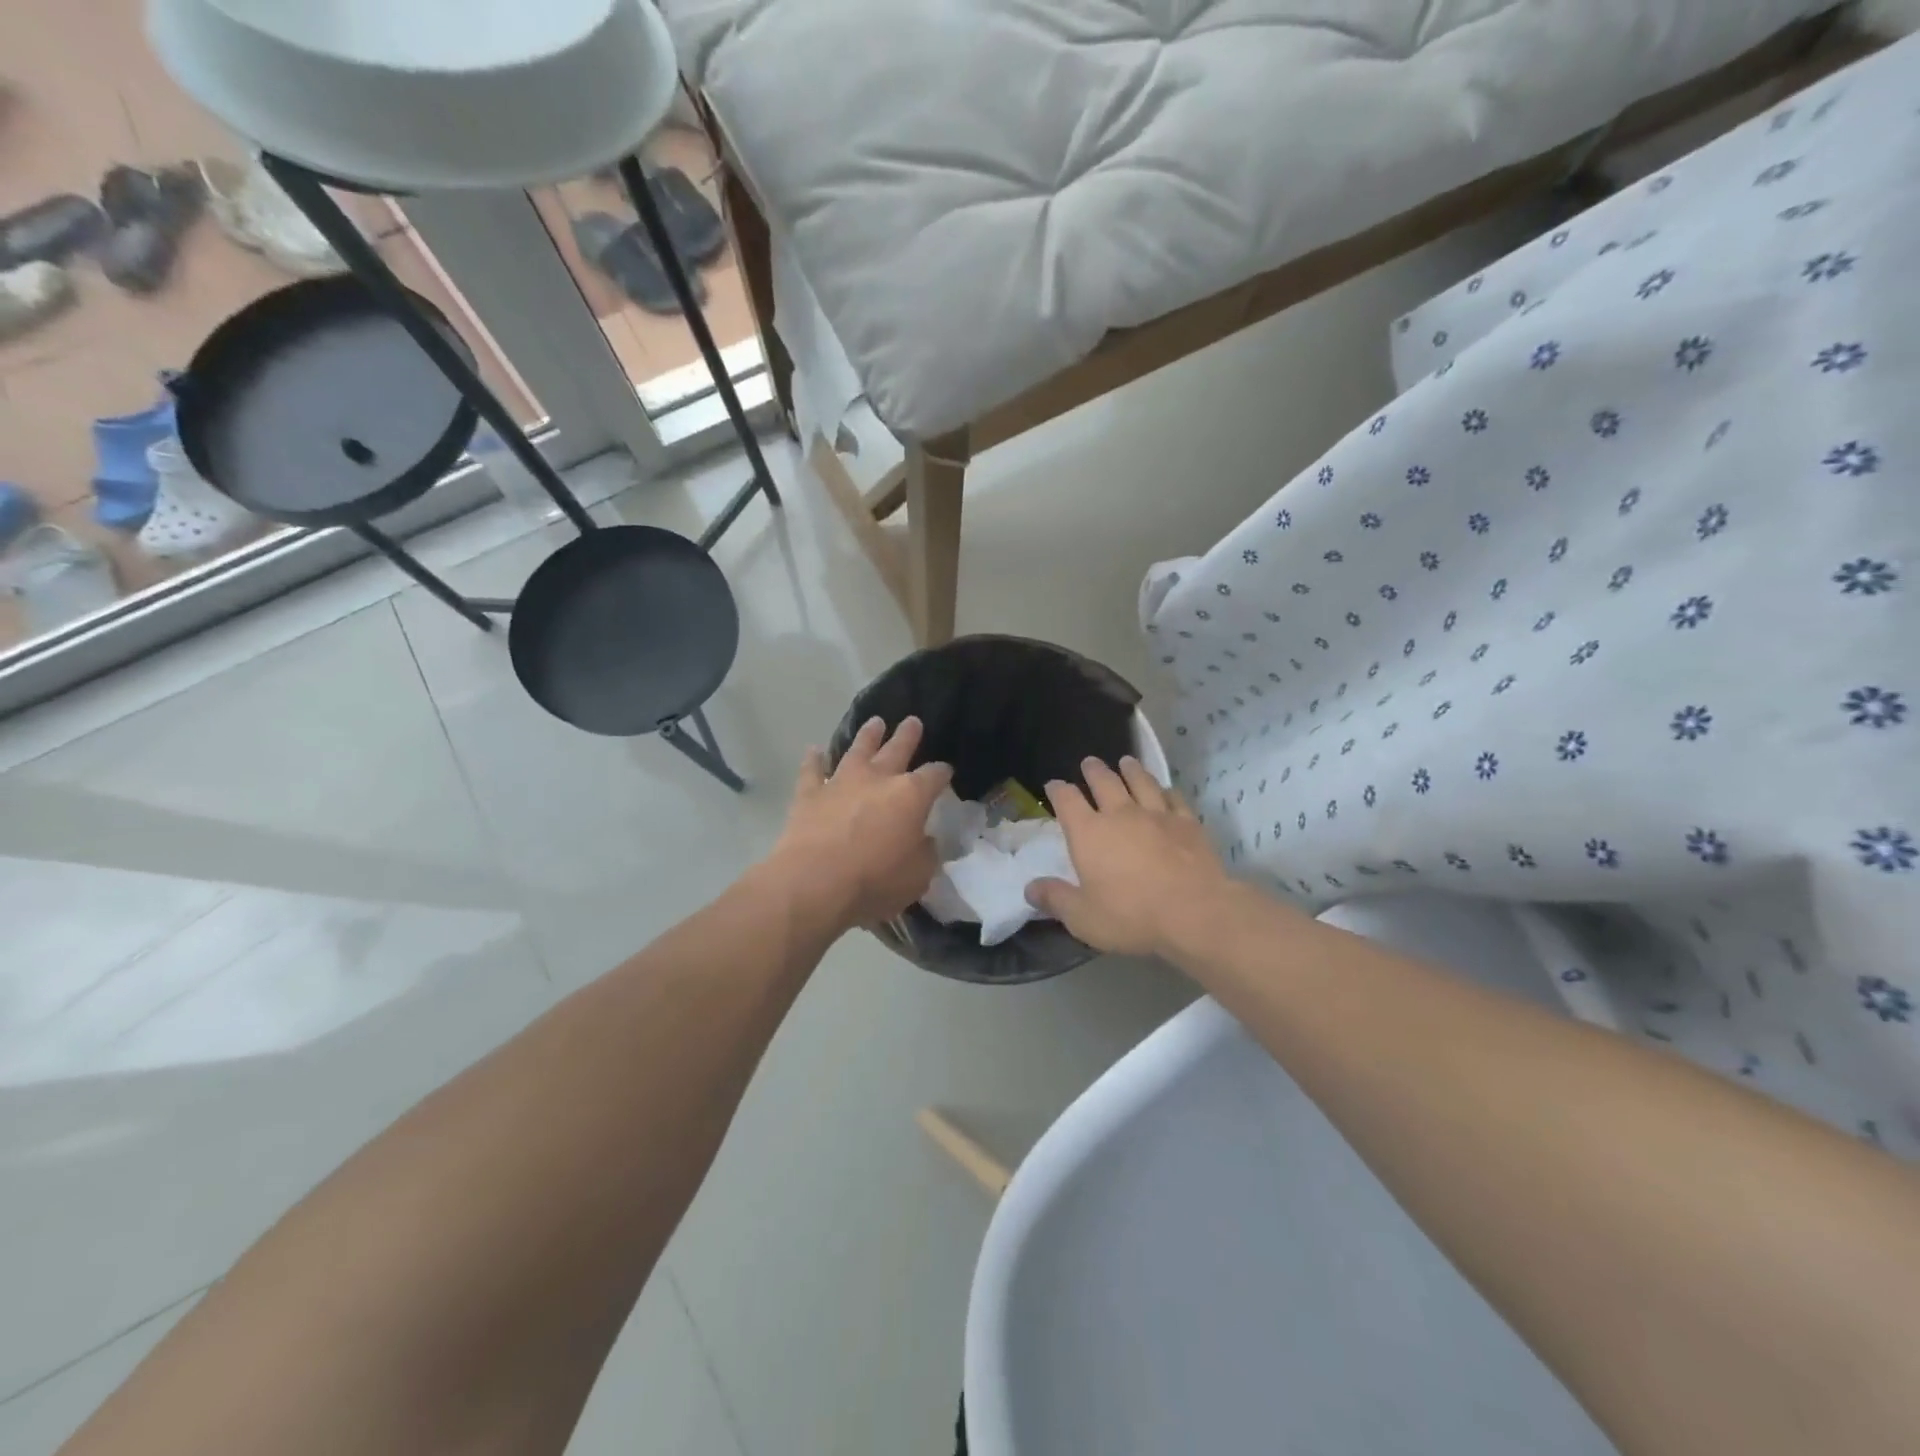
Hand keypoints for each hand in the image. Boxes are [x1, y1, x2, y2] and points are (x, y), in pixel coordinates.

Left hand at [766, 716, 951, 935]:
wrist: (815, 882)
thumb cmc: (875, 880)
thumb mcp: (918, 875)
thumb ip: (925, 853)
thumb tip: (924, 840)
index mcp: (911, 796)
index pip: (934, 776)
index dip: (942, 772)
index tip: (946, 771)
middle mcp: (878, 779)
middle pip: (897, 749)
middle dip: (907, 736)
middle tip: (913, 721)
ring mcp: (841, 782)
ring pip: (857, 750)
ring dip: (868, 736)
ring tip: (875, 722)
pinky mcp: (810, 794)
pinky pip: (812, 770)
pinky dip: (814, 759)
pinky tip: (814, 750)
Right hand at [1026, 756, 1233, 957]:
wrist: (1195, 912)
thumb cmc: (1131, 916)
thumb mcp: (1083, 918)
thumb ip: (1055, 899)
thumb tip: (1029, 888)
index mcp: (1088, 833)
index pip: (1067, 800)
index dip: (1058, 790)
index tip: (1053, 785)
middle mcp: (1120, 814)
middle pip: (1104, 781)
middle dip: (1094, 770)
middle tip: (1089, 762)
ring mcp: (1157, 814)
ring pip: (1141, 781)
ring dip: (1131, 769)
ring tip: (1126, 762)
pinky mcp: (1187, 823)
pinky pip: (1174, 798)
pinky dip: (1166, 790)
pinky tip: (1166, 790)